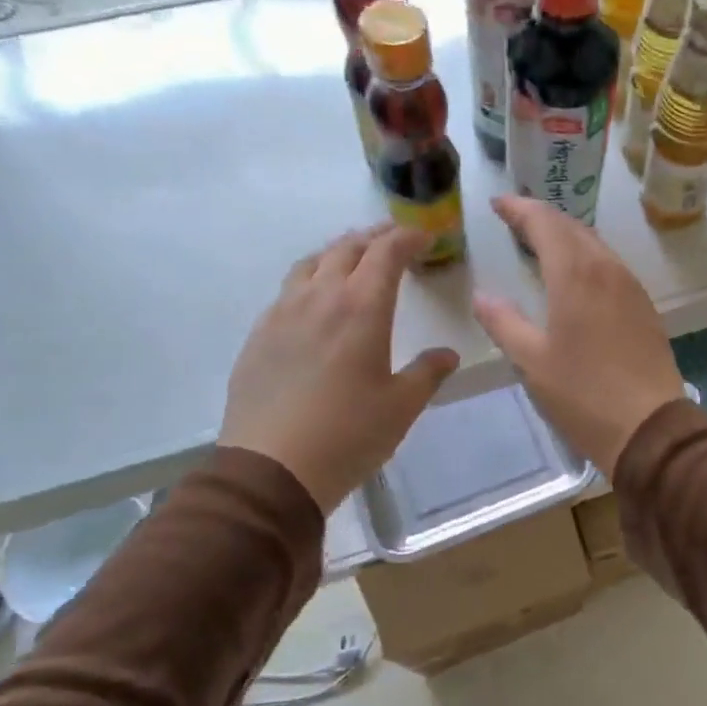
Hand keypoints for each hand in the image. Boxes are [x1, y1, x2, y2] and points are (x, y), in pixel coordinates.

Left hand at [220, 226, 459, 512]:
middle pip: (346, 249)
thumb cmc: (348, 435)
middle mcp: (320, 298)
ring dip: (338, 252)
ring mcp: (282, 314)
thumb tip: (447, 355)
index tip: (424, 236)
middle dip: (374, 238)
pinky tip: (315, 301)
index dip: (407, 238)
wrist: (271, 469)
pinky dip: (310, 279)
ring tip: (353, 258)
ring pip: (311, 263)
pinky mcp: (259, 335)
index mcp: (361, 308)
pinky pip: (288, 290)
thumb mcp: (401, 407)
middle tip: (394, 239)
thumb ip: (427, 373)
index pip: (386, 253)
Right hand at [473, 196, 683, 475]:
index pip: (545, 223)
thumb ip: (504, 323)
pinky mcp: (645, 307)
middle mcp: (607, 269)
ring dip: (567, 236)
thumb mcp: (532, 361)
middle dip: (542, 217)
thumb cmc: (583, 394)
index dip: (520, 209)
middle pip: (573, 227)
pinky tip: (577, 275)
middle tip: (515, 219)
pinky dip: (586, 257)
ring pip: (595, 245)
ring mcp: (631, 287)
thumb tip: (482, 297)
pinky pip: (611, 266)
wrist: (650, 428)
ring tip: (541, 242)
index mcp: (576, 274)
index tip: (498, 204)